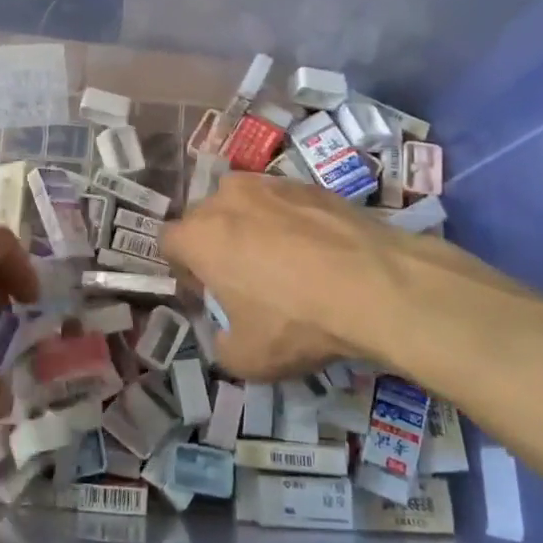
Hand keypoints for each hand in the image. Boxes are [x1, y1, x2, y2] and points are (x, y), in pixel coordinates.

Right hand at [161, 174, 542, 387]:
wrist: (374, 284)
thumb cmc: (296, 321)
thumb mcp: (246, 359)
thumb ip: (220, 345)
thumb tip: (226, 334)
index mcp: (198, 235)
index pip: (168, 243)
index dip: (184, 271)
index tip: (208, 294)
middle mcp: (226, 198)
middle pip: (205, 219)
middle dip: (215, 244)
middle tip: (244, 279)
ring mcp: (269, 185)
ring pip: (245, 204)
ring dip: (251, 227)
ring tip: (283, 262)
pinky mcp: (309, 183)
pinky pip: (284, 203)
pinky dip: (290, 222)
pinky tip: (317, 253)